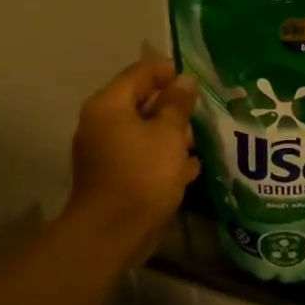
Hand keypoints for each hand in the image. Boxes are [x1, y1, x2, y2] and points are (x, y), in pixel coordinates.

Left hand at [65, 59, 199, 265]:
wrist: (113, 232)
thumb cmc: (143, 175)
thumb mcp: (168, 135)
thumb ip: (177, 105)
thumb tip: (184, 81)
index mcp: (109, 105)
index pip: (140, 73)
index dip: (168, 72)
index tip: (197, 80)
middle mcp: (101, 124)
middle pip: (140, 103)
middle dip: (172, 107)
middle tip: (202, 112)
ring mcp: (105, 152)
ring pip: (143, 133)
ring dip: (171, 135)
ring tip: (200, 141)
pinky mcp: (114, 177)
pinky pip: (141, 158)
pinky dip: (162, 159)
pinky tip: (189, 168)